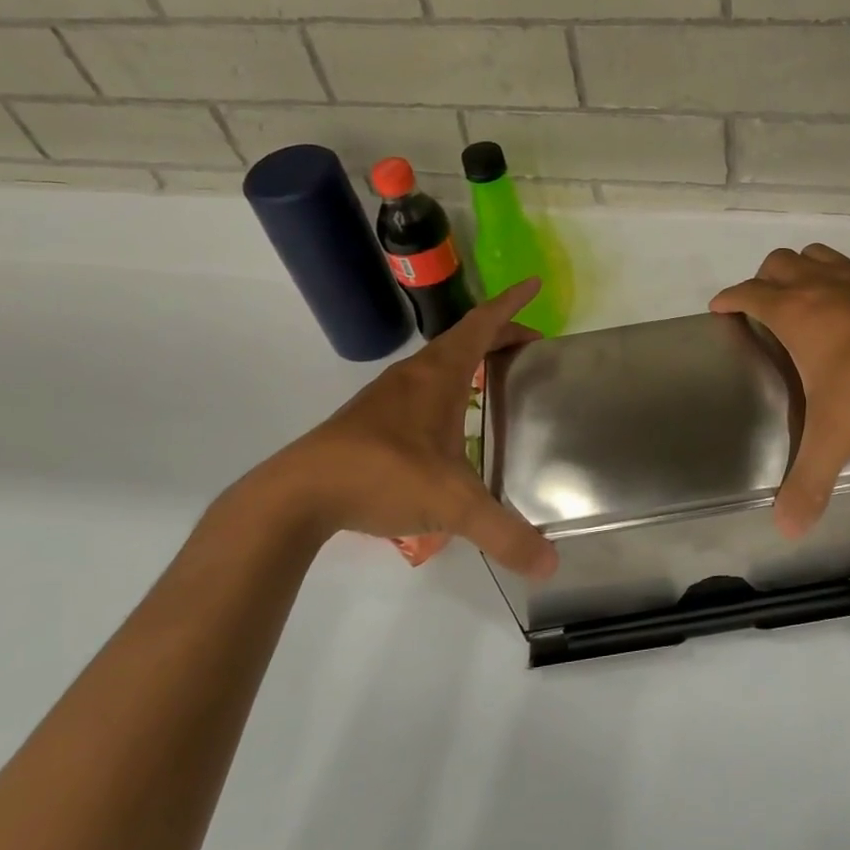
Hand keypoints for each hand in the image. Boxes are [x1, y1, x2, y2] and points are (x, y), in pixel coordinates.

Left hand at [223, 279, 558, 577]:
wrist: (299, 494)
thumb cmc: (383, 476)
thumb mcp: (452, 505)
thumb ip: (503, 533)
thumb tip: (551, 565)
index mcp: (439, 374)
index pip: (483, 324)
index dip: (512, 304)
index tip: (535, 284)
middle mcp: (415, 374)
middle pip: (465, 339)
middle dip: (502, 336)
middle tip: (533, 348)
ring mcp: (389, 395)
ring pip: (440, 362)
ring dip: (472, 360)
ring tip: (499, 379)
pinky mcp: (371, 419)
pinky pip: (423, 387)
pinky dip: (450, 386)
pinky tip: (453, 422)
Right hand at [711, 245, 849, 536]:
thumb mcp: (837, 436)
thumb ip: (809, 482)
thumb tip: (786, 530)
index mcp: (796, 312)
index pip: (749, 293)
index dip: (729, 298)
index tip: (719, 308)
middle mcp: (822, 285)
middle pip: (778, 263)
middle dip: (763, 280)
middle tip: (763, 309)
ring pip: (816, 255)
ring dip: (801, 270)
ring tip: (804, 300)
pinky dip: (840, 279)